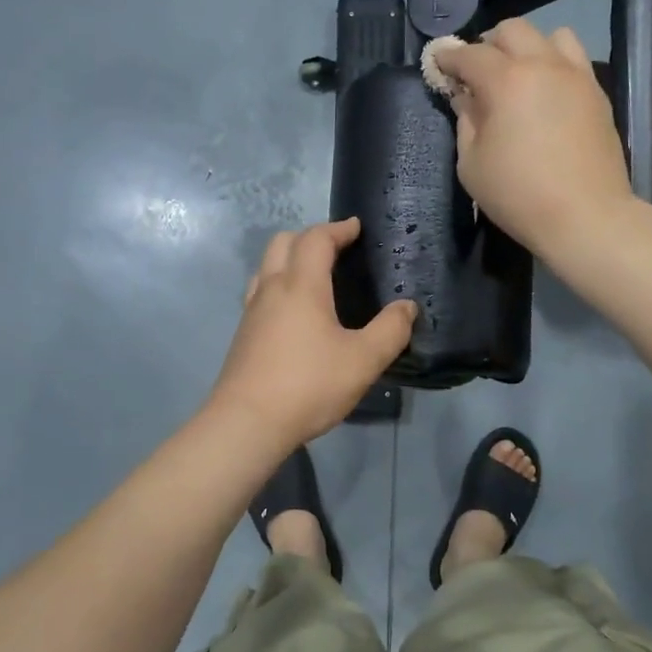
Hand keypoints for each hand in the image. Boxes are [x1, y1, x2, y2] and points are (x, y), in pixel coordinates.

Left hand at [208, 219, 416, 451]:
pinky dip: (278, 284)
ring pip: (266, 266)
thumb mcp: (363, 361)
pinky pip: (260, 292)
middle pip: (283, 242)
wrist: (246, 423)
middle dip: (310, 237)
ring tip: (314, 276)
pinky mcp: (243, 334)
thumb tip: (407, 307)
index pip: (316, 239)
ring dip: (289, 258)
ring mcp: (252, 311)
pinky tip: (293, 312)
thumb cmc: (308, 385)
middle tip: (336, 249)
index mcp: (301, 286)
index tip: (356, 228)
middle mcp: (271, 289)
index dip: (338, 229)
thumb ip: (390, 331)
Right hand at [431, 22, 634, 258]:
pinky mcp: (597, 93)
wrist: (586, 216)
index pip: (469, 55)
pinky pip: (574, 60)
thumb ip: (466, 121)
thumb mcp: (472, 164)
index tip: (437, 61)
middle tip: (477, 72)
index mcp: (506, 81)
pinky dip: (554, 64)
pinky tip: (546, 94)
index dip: (448, 56)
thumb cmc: (519, 195)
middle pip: (512, 30)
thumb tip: (467, 97)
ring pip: (551, 36)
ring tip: (519, 76)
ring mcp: (576, 76)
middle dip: (488, 45)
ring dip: (528, 48)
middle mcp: (543, 65)